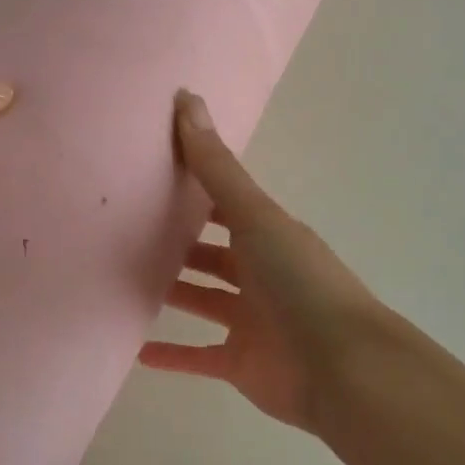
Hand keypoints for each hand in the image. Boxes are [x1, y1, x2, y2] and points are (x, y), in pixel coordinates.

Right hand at [139, 91, 386, 431]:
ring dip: (172, 294)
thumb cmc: (298, 281)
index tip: (149, 178)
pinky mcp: (241, 364)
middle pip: (212, 254)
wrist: (342, 368)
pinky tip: (135, 350)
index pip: (224, 206)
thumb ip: (216, 167)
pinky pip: (199, 356)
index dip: (194, 191)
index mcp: (268, 235)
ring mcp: (252, 321)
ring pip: (203, 301)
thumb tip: (187, 97)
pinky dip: (172, 355)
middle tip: (125, 233)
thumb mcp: (255, 216)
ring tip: (121, 282)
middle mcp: (260, 273)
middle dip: (178, 244)